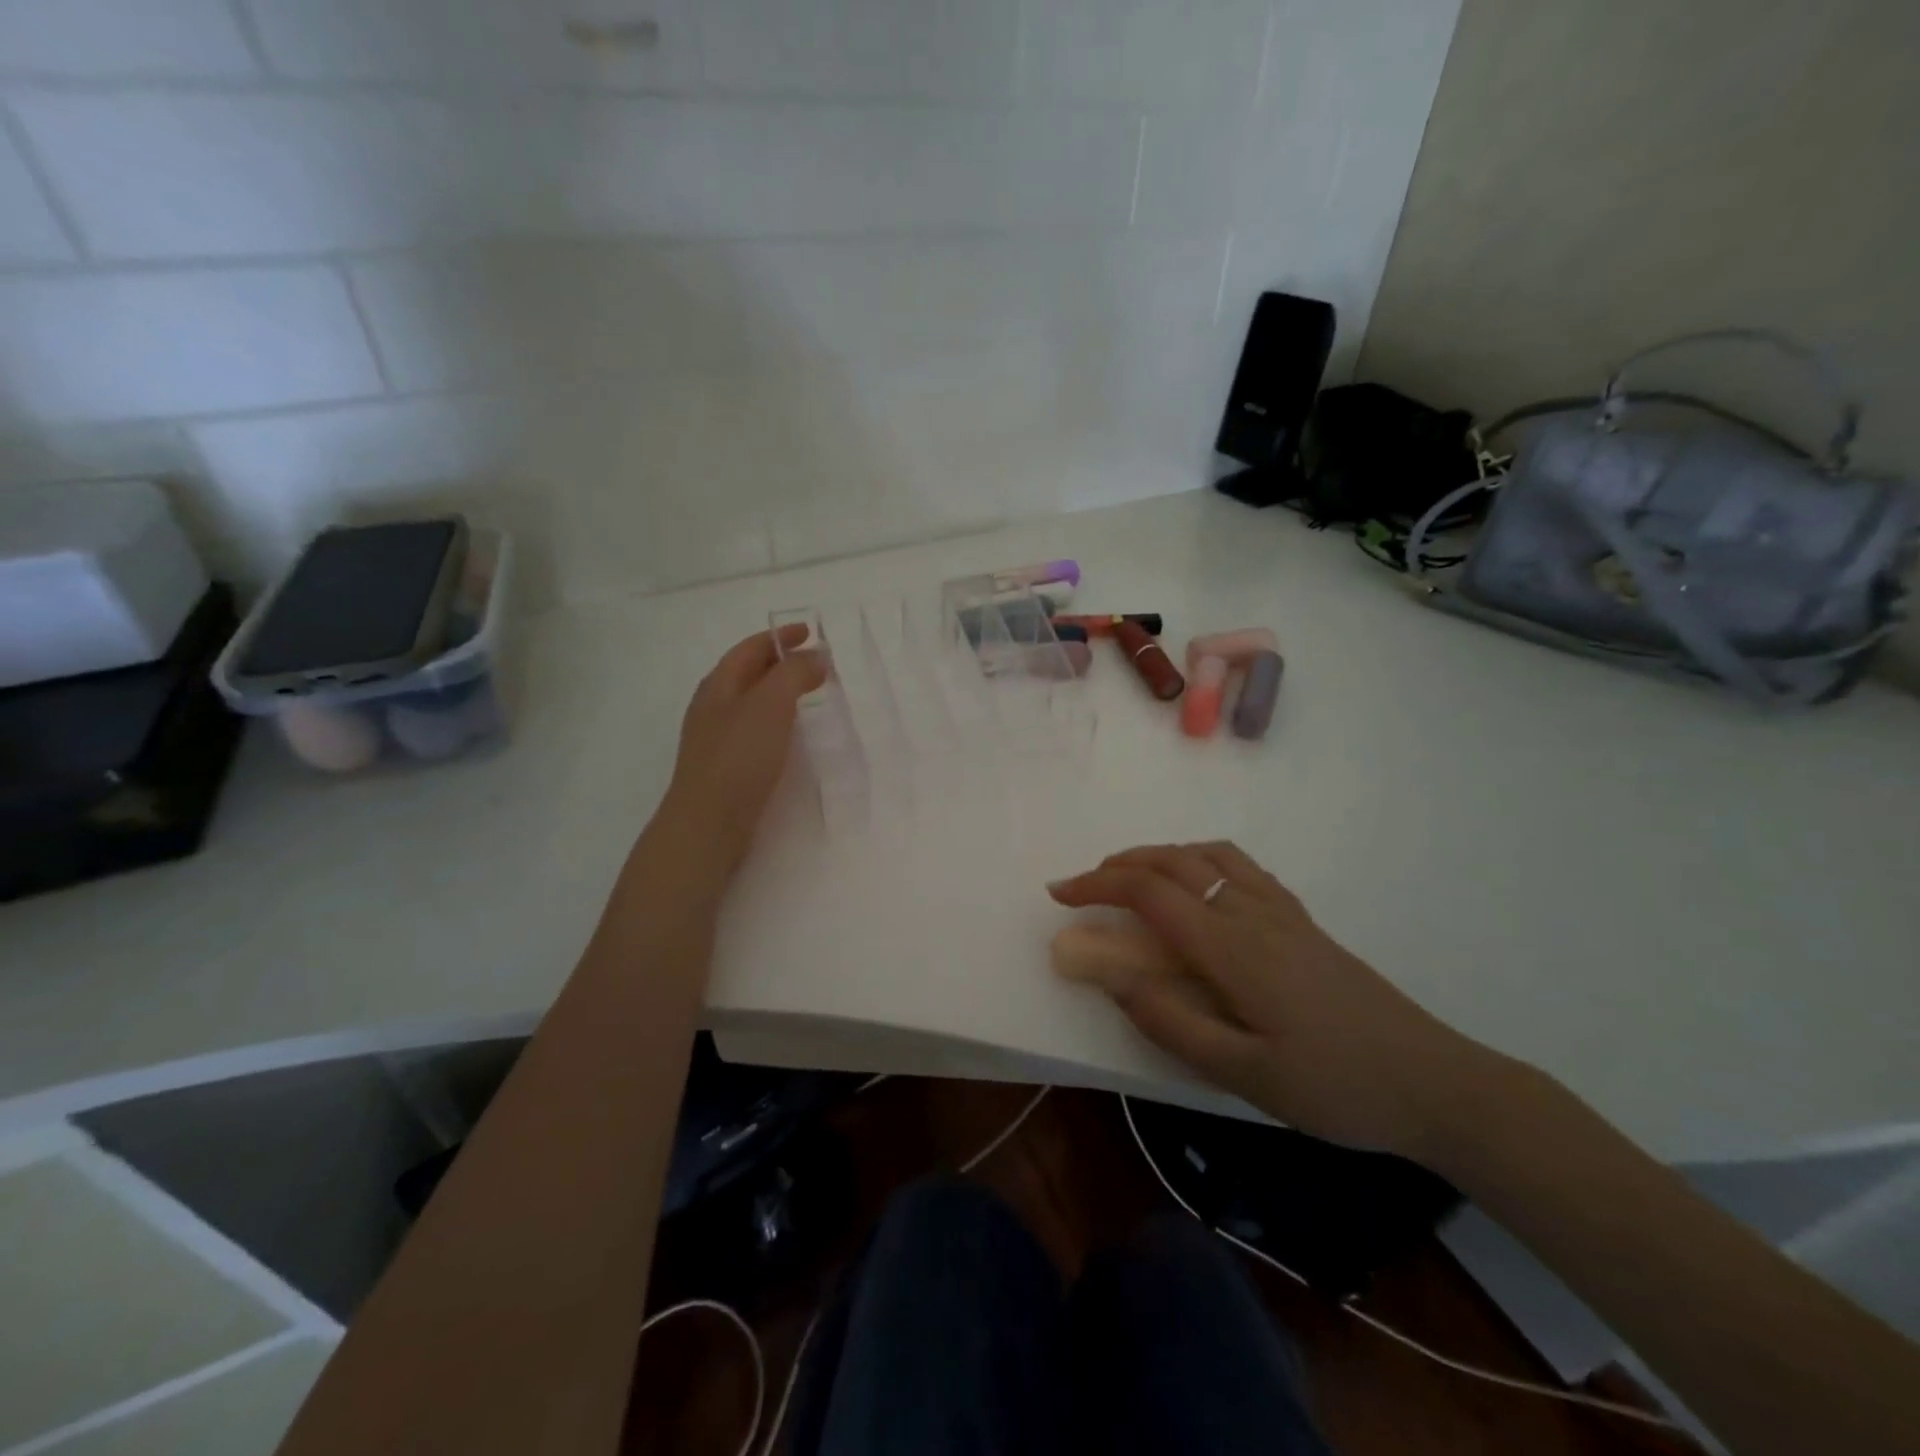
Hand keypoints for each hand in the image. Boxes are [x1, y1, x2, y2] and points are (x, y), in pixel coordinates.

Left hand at [658, 627, 826, 875]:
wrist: (708, 824)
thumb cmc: (738, 757)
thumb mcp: (770, 705)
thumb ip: (794, 675)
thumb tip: (815, 657)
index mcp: (718, 686)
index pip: (750, 649)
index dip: (779, 637)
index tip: (809, 632)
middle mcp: (713, 707)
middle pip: (748, 674)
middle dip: (781, 663)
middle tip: (816, 663)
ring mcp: (717, 739)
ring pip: (752, 703)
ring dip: (780, 693)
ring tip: (809, 695)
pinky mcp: (727, 767)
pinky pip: (755, 730)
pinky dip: (776, 721)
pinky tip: (790, 735)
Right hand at [1048, 842, 1503, 1158]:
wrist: (1435, 1082)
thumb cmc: (1335, 1086)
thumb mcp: (1245, 1075)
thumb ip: (1173, 1024)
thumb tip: (1114, 980)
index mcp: (1231, 947)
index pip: (1149, 893)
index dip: (1097, 886)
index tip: (1059, 895)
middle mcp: (1251, 912)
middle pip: (1173, 861)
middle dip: (1118, 864)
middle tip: (1083, 885)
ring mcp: (1281, 910)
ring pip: (1207, 854)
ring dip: (1158, 854)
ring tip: (1131, 878)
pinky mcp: (1301, 919)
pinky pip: (1239, 865)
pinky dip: (1199, 858)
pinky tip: (1197, 887)